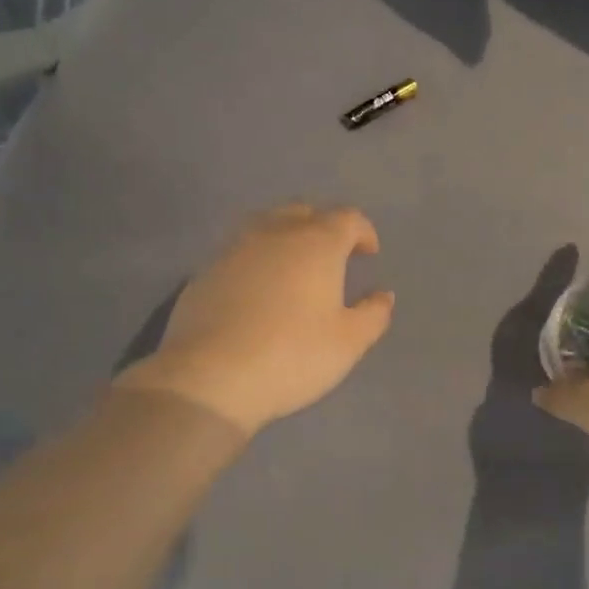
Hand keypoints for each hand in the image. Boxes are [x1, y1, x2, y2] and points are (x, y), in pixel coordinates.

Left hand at [114, 203, 394, 435]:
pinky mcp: (206, 271)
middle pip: (304, 212)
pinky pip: (240, 251)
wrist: (210, 376)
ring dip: (286, 236)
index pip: (347, 218)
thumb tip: (382, 295)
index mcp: (317, 244)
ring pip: (266, 225)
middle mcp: (276, 234)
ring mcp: (235, 249)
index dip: (363, 231)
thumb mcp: (348, 343)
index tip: (368, 253)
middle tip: (333, 254)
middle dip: (323, 226)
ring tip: (294, 266)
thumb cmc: (292, 355)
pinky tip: (258, 290)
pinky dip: (257, 260)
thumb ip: (373, 315)